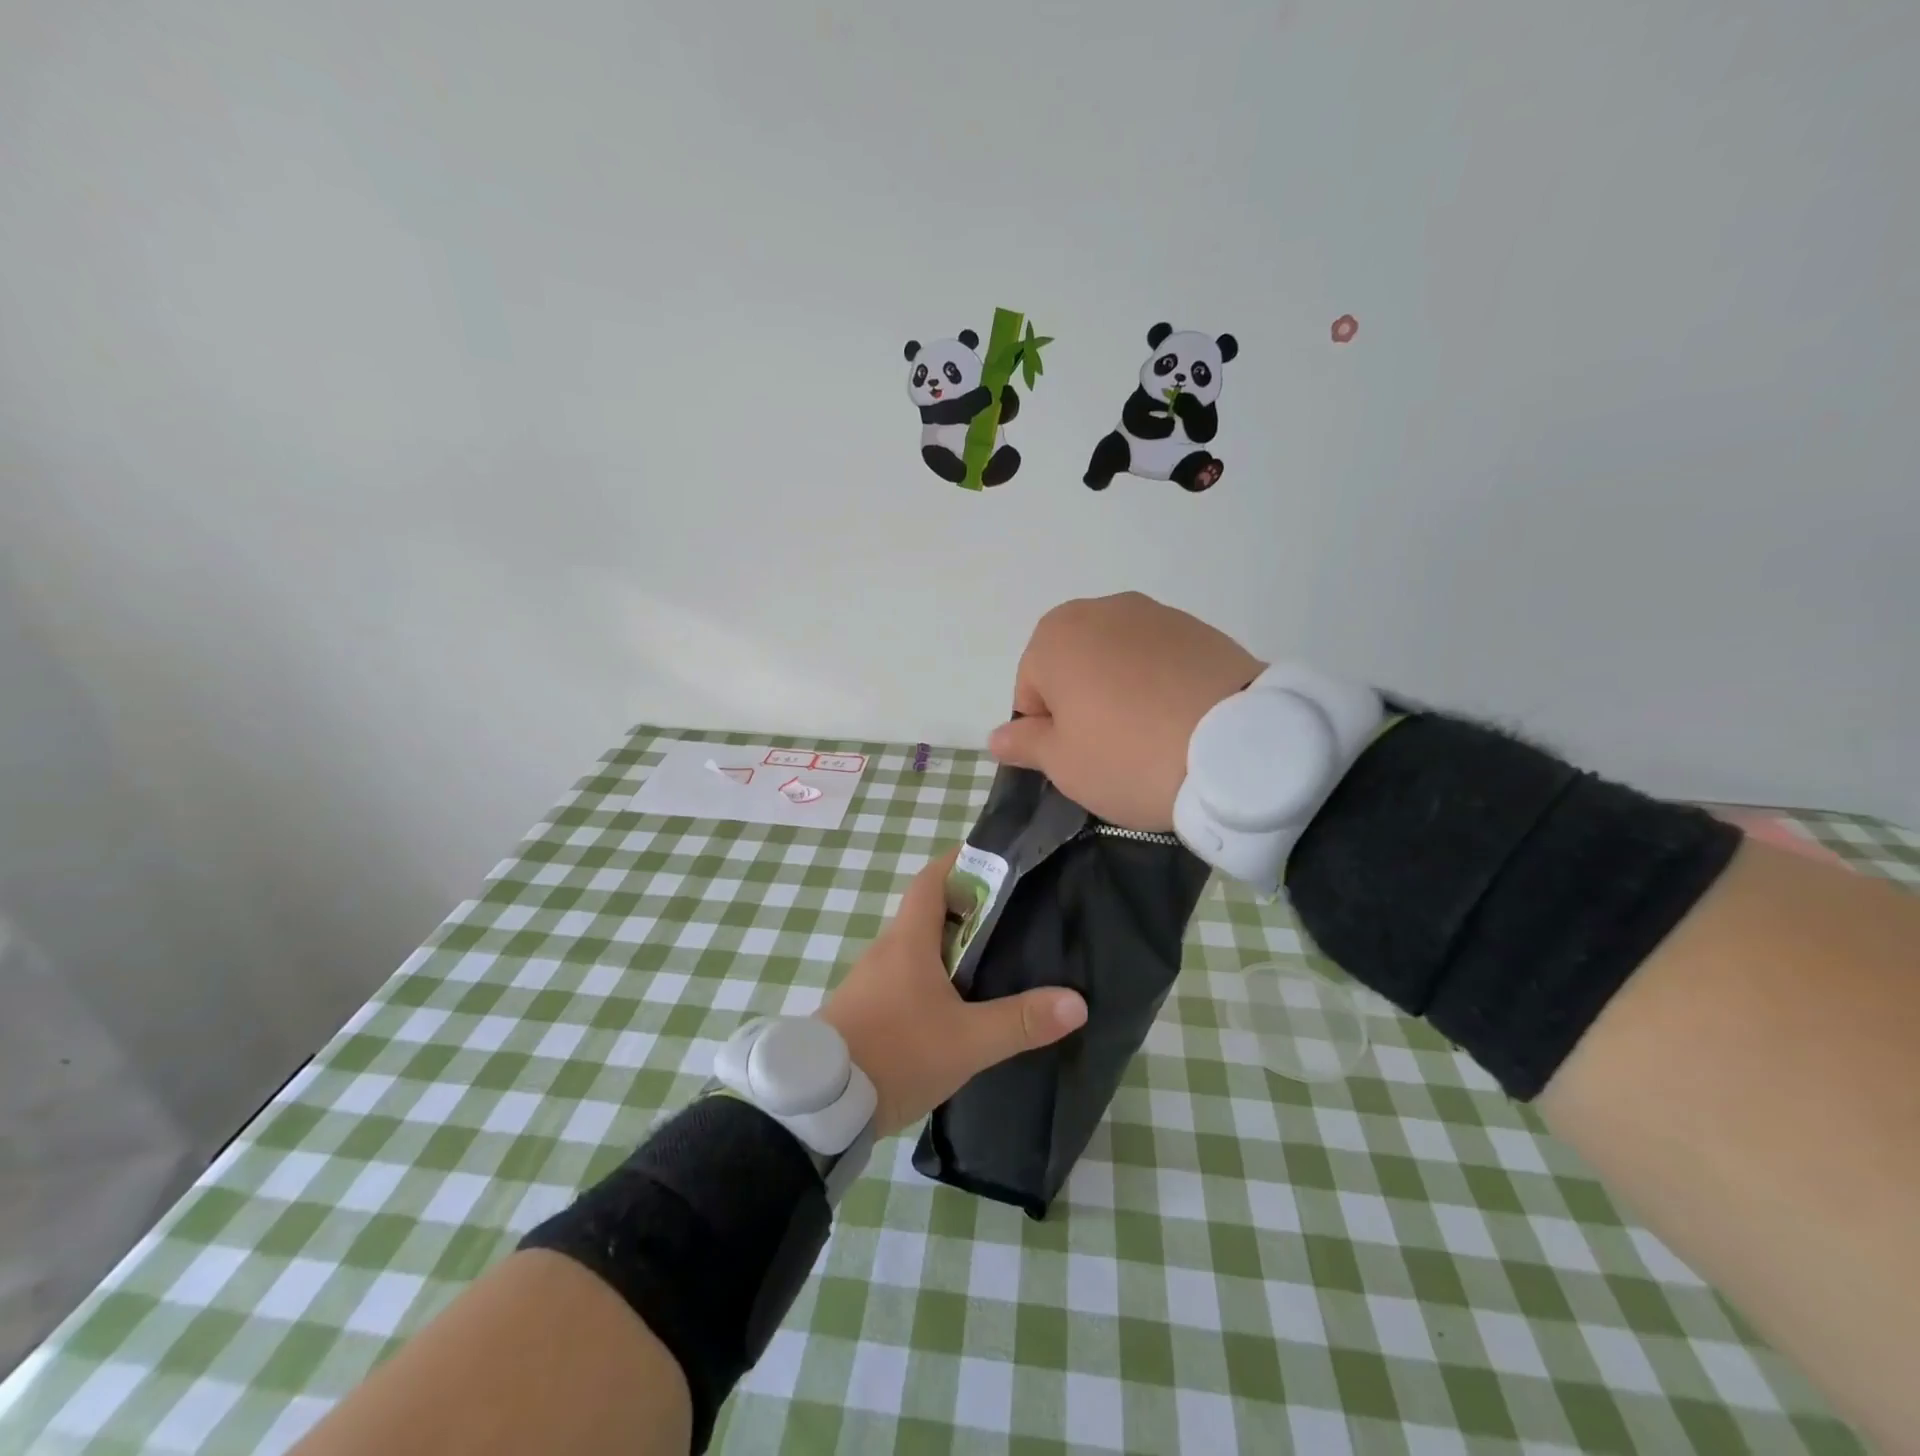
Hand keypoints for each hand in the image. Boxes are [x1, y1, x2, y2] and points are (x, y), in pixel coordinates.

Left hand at [818, 848, 1086, 1136]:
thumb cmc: (896, 1054)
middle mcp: (886, 950)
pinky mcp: (864, 1007)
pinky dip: (932, 975)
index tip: (995, 860)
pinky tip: (956, 1003)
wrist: (819, 1105)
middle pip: (928, 912)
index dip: (960, 862)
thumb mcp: (967, 1041)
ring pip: (916, 947)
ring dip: (950, 946)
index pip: (932, 879)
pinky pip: (904, 976)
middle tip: (1012, 917)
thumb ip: (1020, 1021)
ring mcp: (871, 979)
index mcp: (908, 940)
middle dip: (967, 908)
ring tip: (993, 959)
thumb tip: (1076, 1002)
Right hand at [988, 592, 1263, 830]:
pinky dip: (1160, 686)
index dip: (1047, 732)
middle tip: (1110, 749)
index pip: (1030, 691)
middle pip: (1073, 667)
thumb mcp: (1063, 764)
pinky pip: (1161, 661)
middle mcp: (1102, 610)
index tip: (1077, 760)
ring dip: (1121, 693)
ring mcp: (1157, 614)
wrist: (1236, 750)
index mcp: (1055, 636)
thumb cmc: (1128, 756)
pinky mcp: (1202, 629)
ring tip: (1150, 737)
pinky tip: (1181, 721)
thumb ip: (1024, 744)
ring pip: (1118, 662)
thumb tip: (997, 738)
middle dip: (1082, 705)